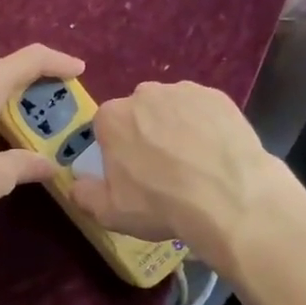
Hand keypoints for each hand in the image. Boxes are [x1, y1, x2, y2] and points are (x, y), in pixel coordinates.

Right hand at [67, 81, 288, 264]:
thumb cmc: (161, 204)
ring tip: (193, 162)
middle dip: (145, 134)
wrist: (229, 198)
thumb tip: (76, 184)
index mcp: (112, 117)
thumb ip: (85, 195)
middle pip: (139, 113)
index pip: (106, 127)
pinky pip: (203, 110)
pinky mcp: (219, 97)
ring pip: (172, 109)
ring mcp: (184, 92)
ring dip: (176, 128)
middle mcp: (145, 94)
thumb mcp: (111, 212)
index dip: (116, 149)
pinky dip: (205, 126)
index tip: (130, 172)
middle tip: (162, 169)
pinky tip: (215, 153)